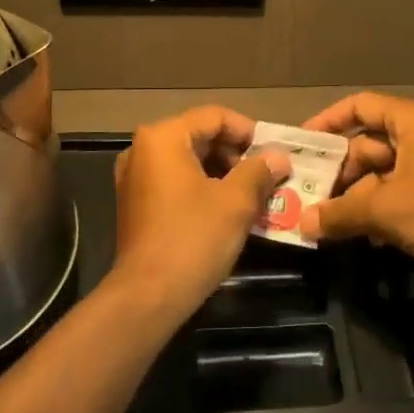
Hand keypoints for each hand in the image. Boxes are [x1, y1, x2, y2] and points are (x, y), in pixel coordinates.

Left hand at [110, 106, 289, 318]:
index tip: (273, 155)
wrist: (148, 295)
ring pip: (188, 161)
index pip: (214, 116)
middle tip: (266, 177)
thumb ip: (259, 171)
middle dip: (236, 155)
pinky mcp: (135, 203)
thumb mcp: (236, 202)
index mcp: (163, 138)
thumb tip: (279, 157)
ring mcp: (134, 177)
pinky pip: (175, 182)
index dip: (249, 132)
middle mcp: (142, 149)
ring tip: (253, 196)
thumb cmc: (193, 238)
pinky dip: (202, 188)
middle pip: (199, 136)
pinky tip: (227, 210)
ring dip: (223, 173)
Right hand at [298, 92, 413, 276]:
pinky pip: (401, 191)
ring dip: (357, 195)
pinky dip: (380, 207)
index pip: (360, 106)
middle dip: (339, 171)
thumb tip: (302, 223)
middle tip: (308, 196)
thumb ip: (341, 212)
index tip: (301, 146)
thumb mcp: (388, 210)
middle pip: (368, 143)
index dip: (327, 122)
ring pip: (383, 172)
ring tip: (328, 222)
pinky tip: (363, 234)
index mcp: (413, 121)